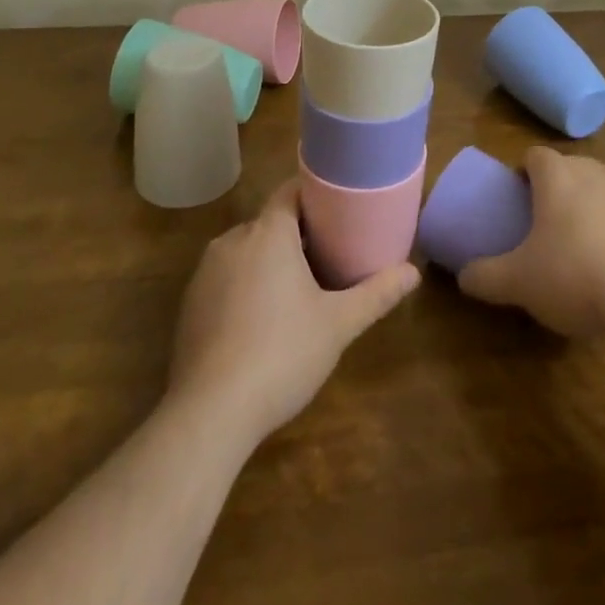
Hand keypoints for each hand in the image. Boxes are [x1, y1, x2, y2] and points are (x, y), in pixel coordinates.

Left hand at [167, 179, 419, 444]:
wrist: (209, 413)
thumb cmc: (281, 354)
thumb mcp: (338, 324)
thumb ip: (376, 294)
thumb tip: (414, 272)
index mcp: (269, 232)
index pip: (291, 191)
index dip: (315, 195)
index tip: (338, 209)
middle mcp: (233, 239)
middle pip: (270, 222)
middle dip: (297, 235)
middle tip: (328, 257)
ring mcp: (205, 272)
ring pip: (246, 251)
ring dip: (269, 262)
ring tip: (297, 290)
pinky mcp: (189, 304)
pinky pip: (225, 279)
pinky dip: (244, 287)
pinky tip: (260, 321)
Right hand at [459, 148, 604, 336]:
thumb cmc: (573, 276)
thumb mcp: (518, 282)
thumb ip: (485, 276)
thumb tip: (462, 277)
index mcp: (558, 176)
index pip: (536, 155)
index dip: (526, 171)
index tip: (520, 196)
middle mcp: (599, 171)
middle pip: (579, 162)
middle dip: (568, 180)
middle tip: (555, 216)